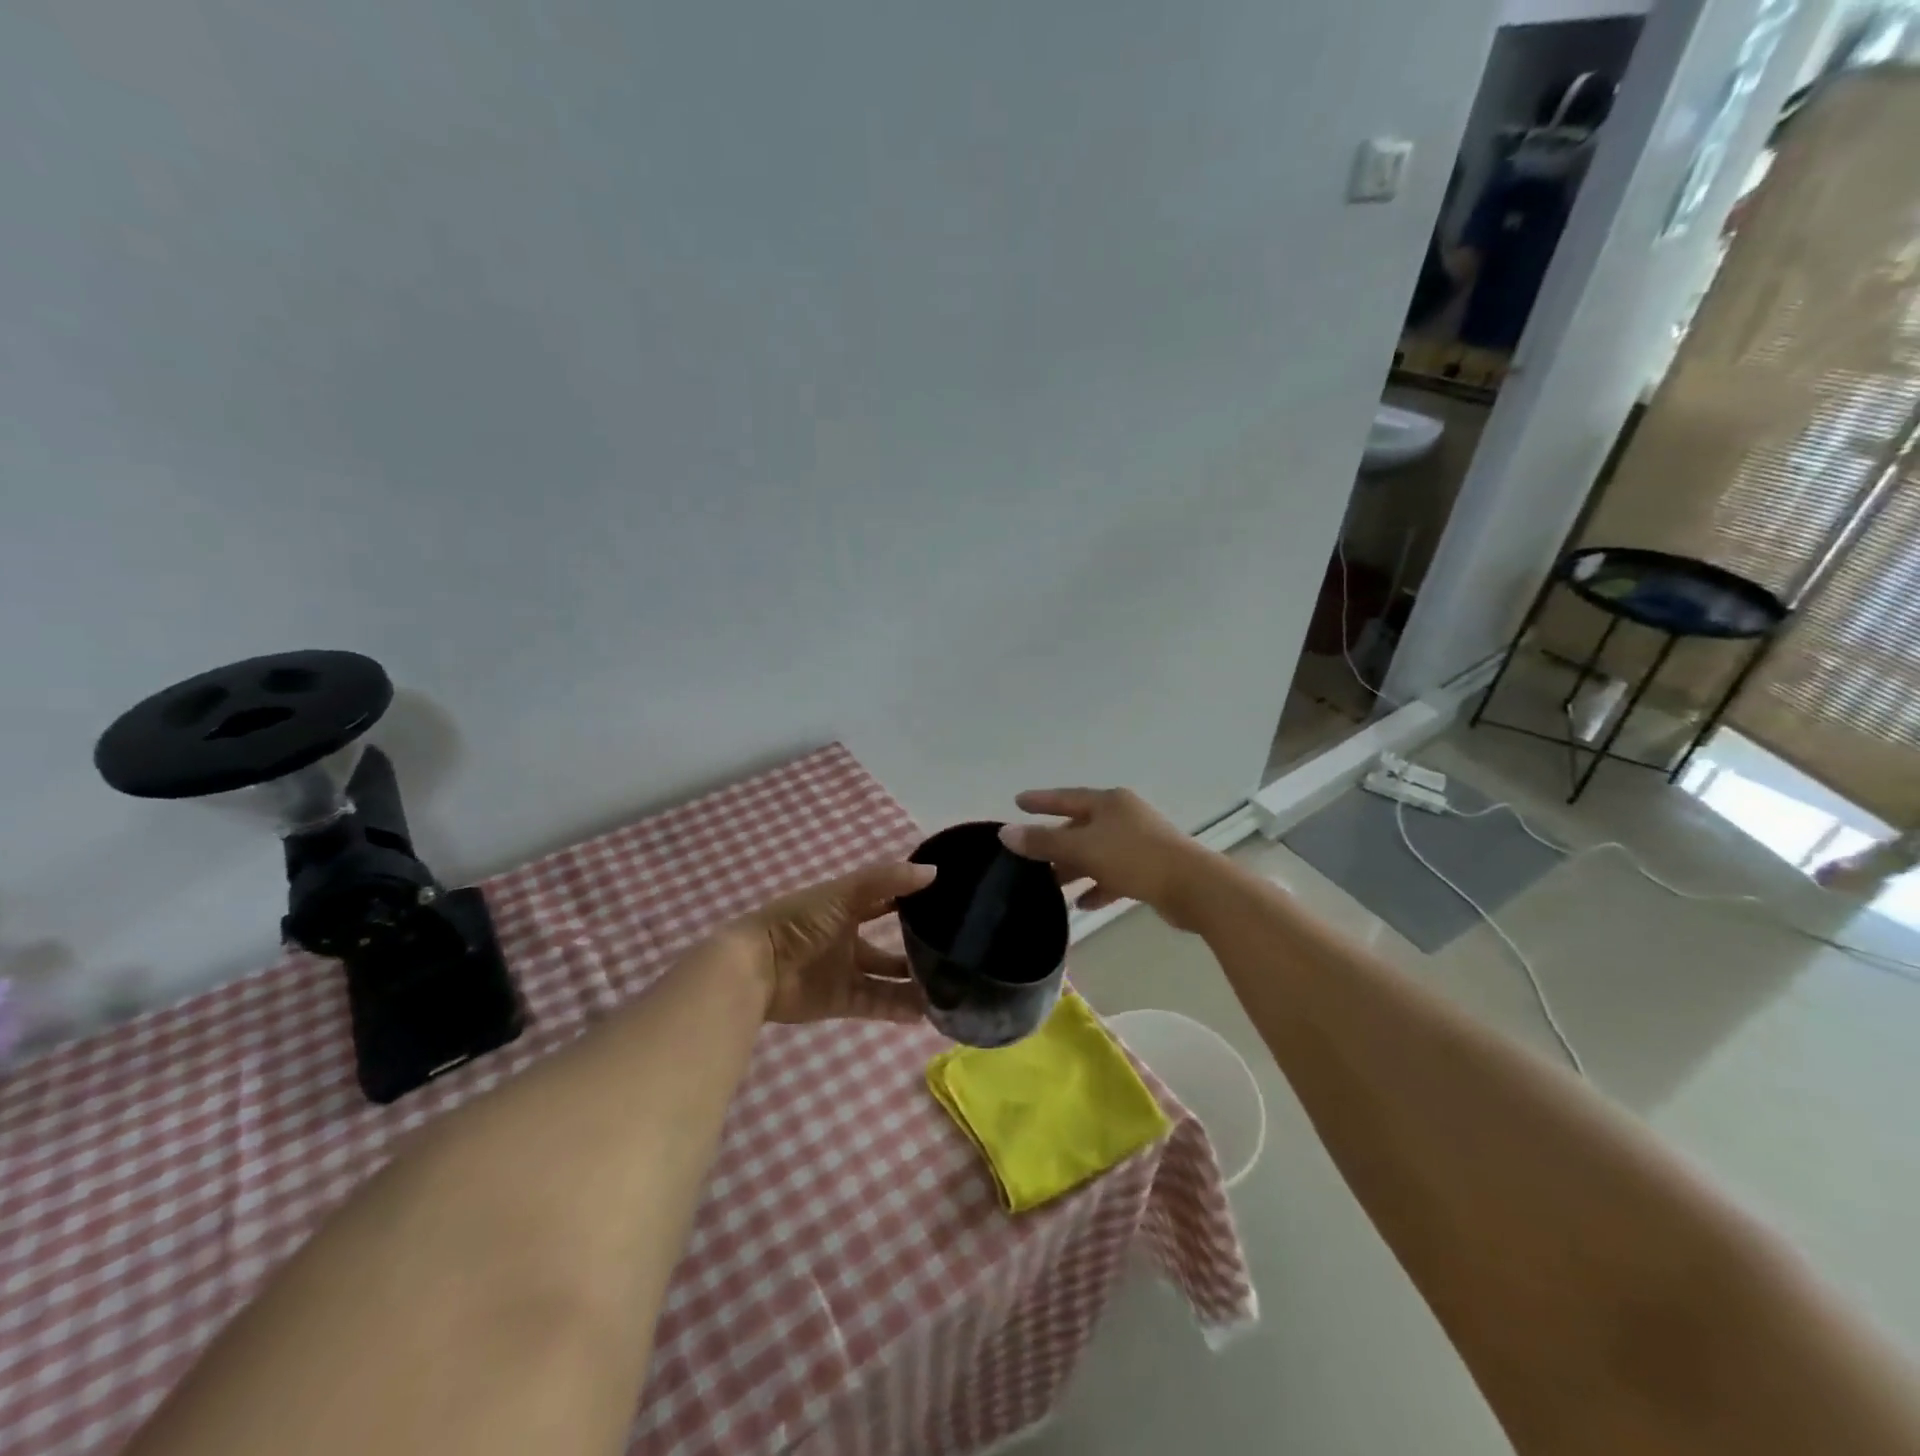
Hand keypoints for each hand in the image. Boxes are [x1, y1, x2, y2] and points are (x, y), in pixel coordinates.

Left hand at [732, 860, 936, 1023]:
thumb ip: (887, 881)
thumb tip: (934, 872)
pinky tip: (927, 1011)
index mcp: (848, 905)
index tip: (949, 900)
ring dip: (914, 980)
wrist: (757, 968)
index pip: (888, 898)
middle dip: (919, 945)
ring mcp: (846, 970)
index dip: (914, 897)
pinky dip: (900, 1007)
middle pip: (891, 941)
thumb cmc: (800, 921)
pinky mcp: (843, 1000)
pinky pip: (878, 1003)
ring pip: (888, 976)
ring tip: (951, 985)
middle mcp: (850, 936)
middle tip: (957, 949)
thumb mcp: (845, 893)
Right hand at [999, 788, 1212, 930]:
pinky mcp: (1150, 868)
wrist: (1193, 887)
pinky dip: (1098, 886)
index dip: (1040, 801)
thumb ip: (1044, 842)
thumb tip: (1005, 832)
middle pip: (1081, 827)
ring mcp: (1139, 842)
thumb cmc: (1134, 858)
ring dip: (1075, 869)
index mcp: (1109, 802)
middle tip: (1031, 858)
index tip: (1017, 802)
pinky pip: (1115, 874)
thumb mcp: (1083, 848)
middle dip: (1056, 843)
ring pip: (1097, 853)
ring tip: (1052, 887)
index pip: (1065, 797)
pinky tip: (1084, 905)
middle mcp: (1123, 816)